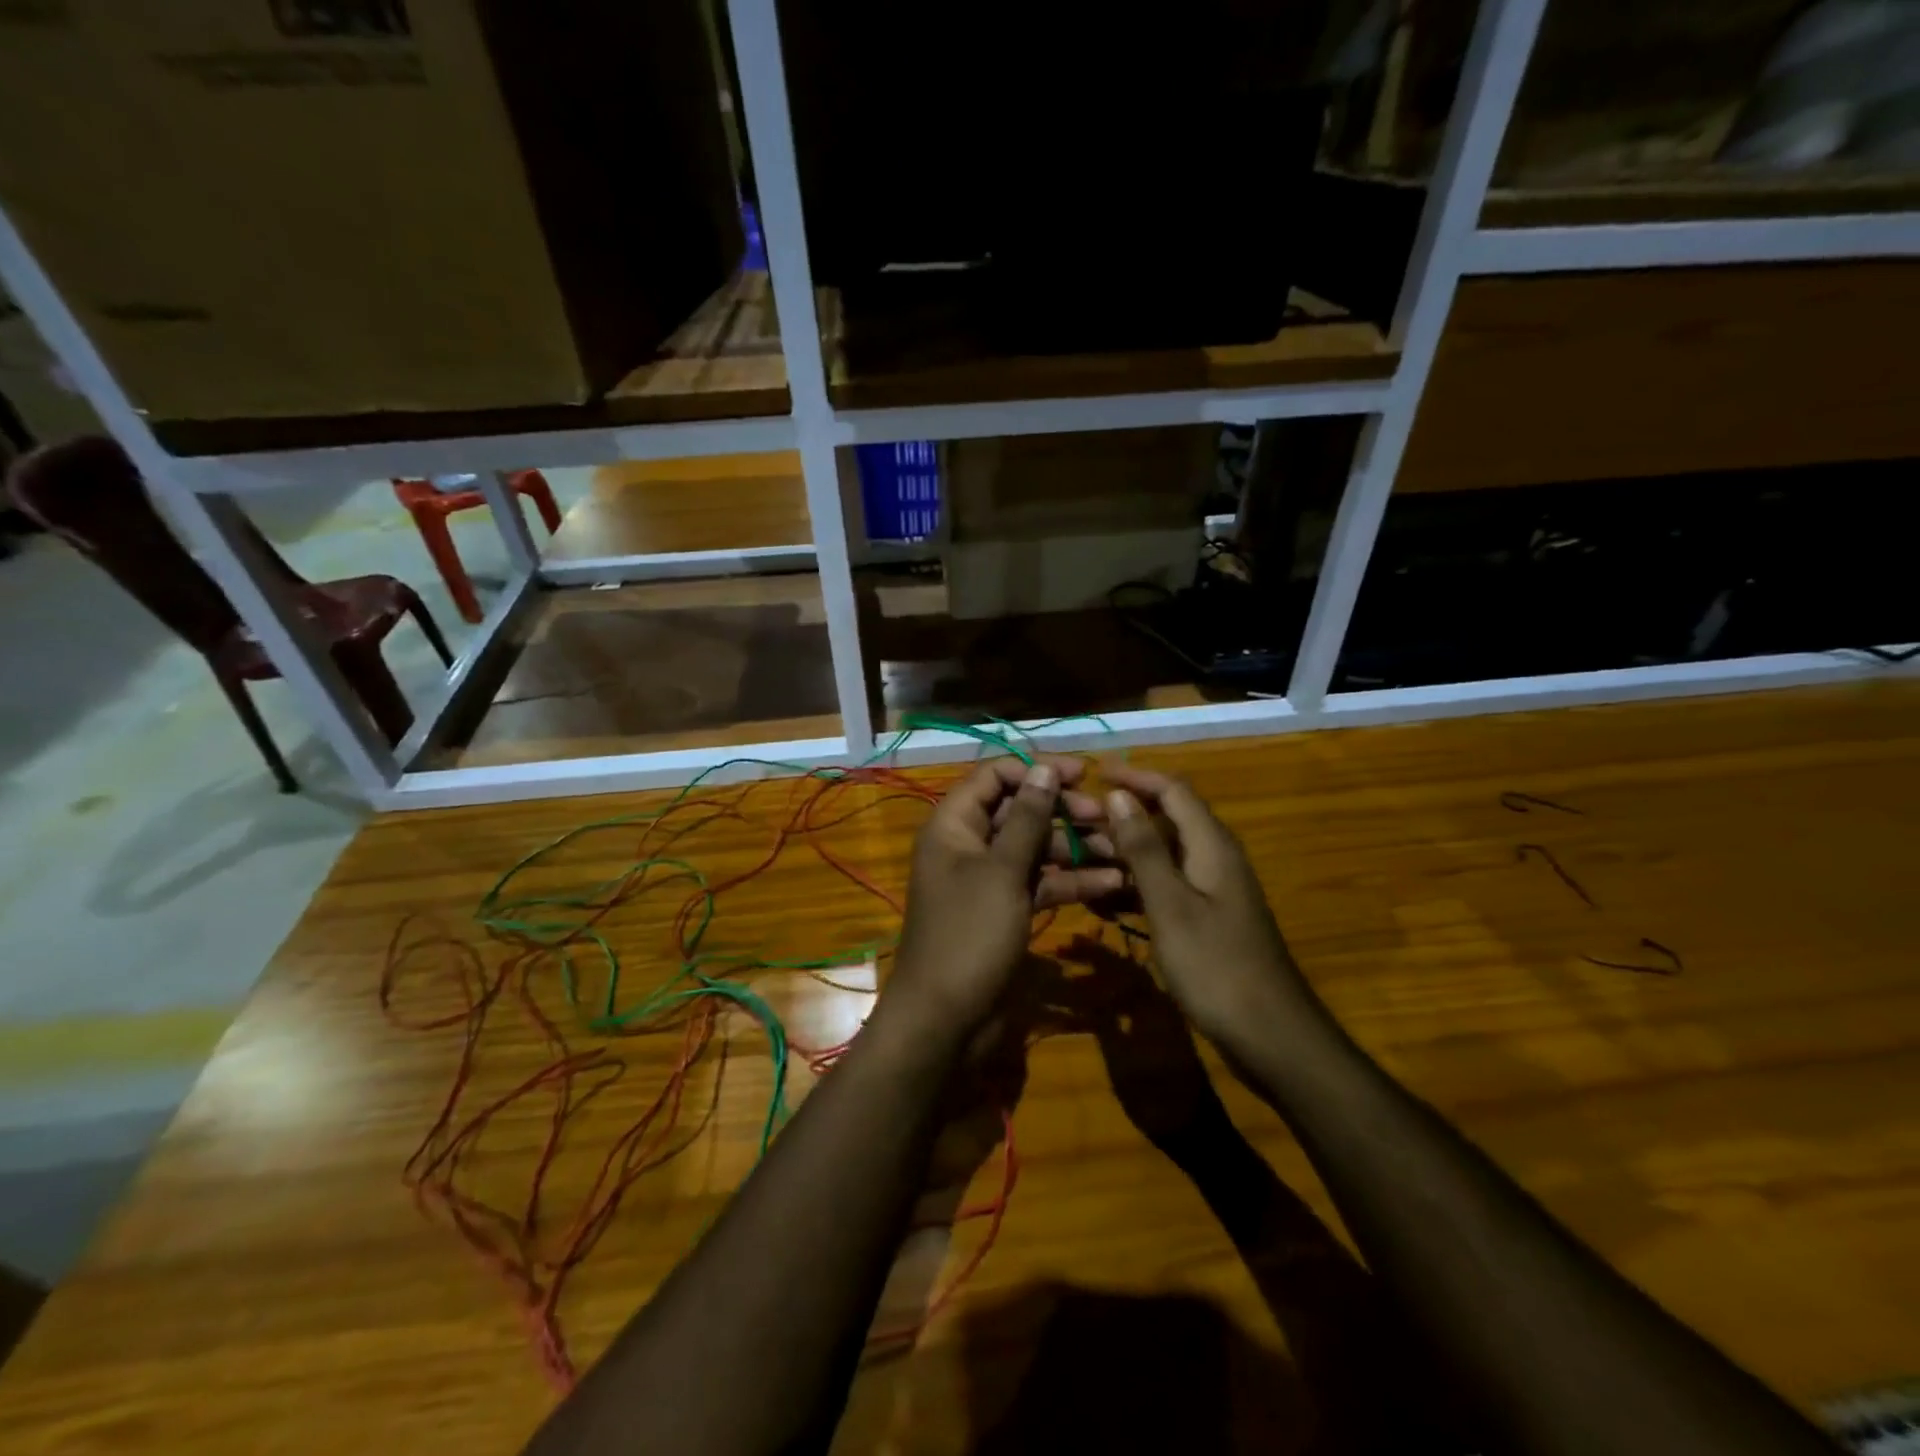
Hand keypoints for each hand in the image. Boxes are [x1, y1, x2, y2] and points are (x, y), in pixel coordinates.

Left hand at [882, 757, 1122, 1046]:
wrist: (947, 1020)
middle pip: (1018, 810)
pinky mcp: (1006, 910)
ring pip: (1034, 848)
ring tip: (1119, 850)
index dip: (1036, 770)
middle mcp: (969, 845)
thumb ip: (1027, 819)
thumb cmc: (970, 935)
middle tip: (1105, 816)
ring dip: (1074, 847)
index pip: (994, 776)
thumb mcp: (1002, 872)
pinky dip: (1070, 881)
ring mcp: (988, 880)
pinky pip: (1039, 883)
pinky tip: (1111, 884)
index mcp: (954, 825)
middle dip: (1062, 810)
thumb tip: (1044, 769)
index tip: (1083, 773)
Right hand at [1102, 765, 1317, 1057]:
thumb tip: (1119, 795)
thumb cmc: (1216, 965)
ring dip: (1123, 853)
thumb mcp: (1171, 904)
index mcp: (1212, 845)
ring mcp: (1212, 890)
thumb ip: (1144, 849)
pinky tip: (1101, 899)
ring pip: (1162, 856)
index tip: (1094, 774)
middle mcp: (1214, 858)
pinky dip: (1134, 886)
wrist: (1270, 1035)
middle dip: (1122, 816)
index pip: (1173, 790)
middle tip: (1075, 822)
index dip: (1135, 777)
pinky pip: (1165, 887)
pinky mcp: (1206, 918)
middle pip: (1166, 820)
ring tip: (1078, 858)